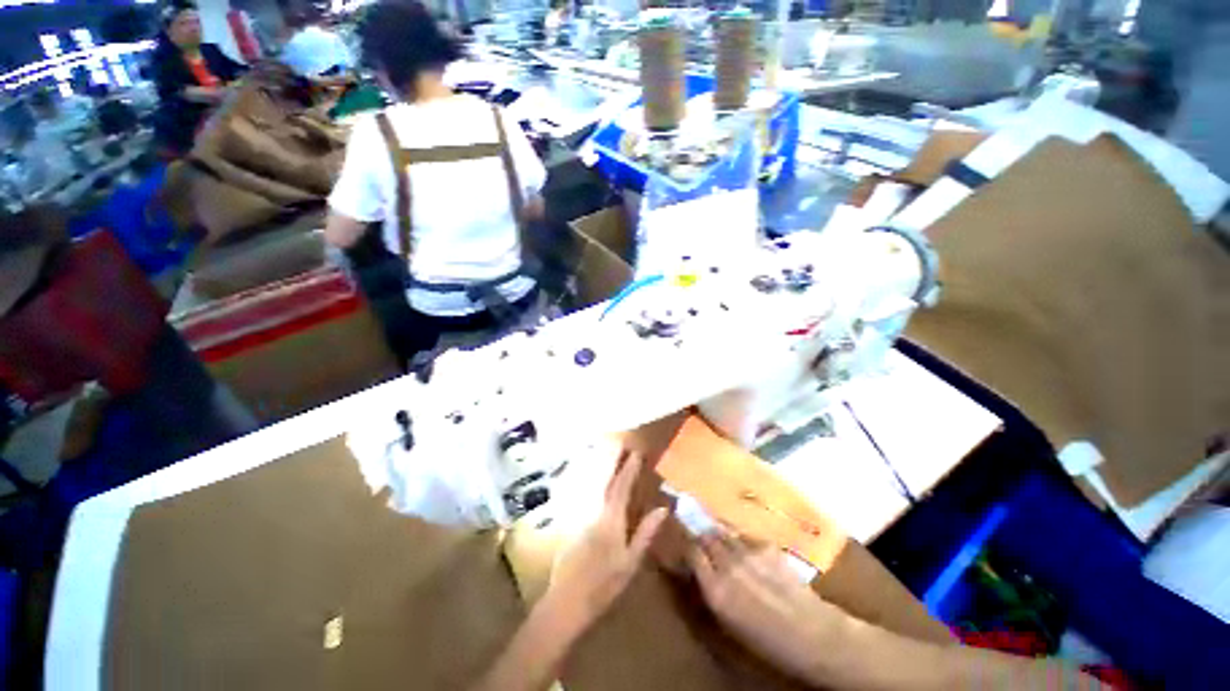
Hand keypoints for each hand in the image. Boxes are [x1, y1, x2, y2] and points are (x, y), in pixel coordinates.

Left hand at [544, 453, 668, 633]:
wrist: (567, 600)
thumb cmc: (604, 584)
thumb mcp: (631, 562)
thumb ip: (646, 533)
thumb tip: (662, 509)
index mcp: (612, 519)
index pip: (622, 487)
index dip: (629, 469)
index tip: (636, 453)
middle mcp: (595, 510)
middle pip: (605, 479)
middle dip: (613, 459)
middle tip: (621, 443)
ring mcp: (581, 513)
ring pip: (591, 483)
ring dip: (601, 465)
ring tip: (607, 450)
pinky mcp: (571, 520)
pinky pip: (582, 492)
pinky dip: (588, 478)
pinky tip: (590, 473)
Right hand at [688, 533, 841, 681]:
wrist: (813, 634)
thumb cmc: (767, 641)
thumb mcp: (730, 623)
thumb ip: (710, 591)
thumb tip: (698, 570)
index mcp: (715, 590)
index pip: (691, 552)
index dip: (687, 546)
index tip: (685, 546)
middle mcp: (727, 565)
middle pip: (705, 536)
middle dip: (701, 535)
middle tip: (700, 538)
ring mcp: (747, 552)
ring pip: (723, 531)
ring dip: (717, 533)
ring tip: (718, 538)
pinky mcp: (765, 545)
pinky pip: (744, 536)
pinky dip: (738, 539)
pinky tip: (744, 549)